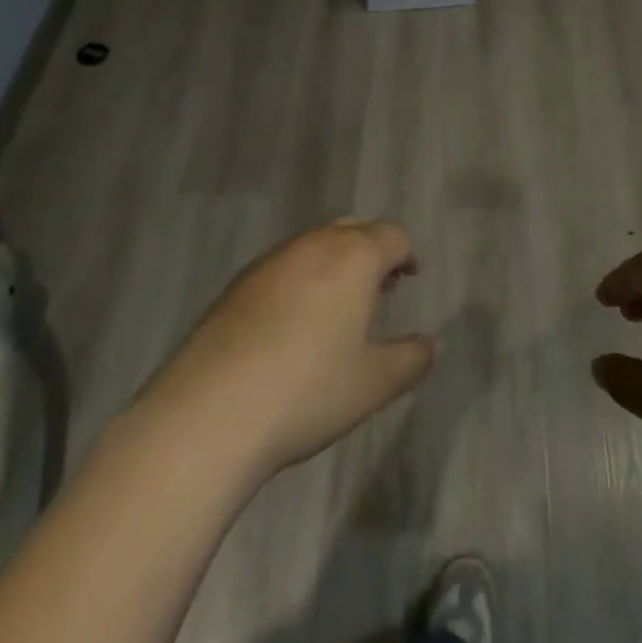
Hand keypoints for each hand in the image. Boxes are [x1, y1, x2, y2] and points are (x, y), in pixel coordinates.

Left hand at [140, 219, 434, 480]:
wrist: (209, 413)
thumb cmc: (308, 391)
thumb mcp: (374, 384)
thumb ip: (412, 359)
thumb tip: (431, 345)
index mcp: (353, 257)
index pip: (392, 236)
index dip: (407, 254)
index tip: (409, 278)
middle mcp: (312, 246)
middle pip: (352, 229)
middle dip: (371, 251)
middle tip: (379, 288)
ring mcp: (269, 262)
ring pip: (314, 245)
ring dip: (334, 263)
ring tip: (337, 307)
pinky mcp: (236, 285)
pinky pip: (282, 266)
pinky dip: (300, 280)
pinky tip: (292, 325)